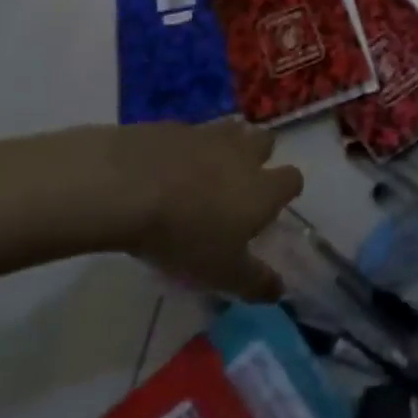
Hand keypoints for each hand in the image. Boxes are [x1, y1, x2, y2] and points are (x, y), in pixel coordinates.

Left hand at [63, 119, 303, 299]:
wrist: (125, 187)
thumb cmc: (184, 235)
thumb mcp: (221, 273)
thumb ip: (254, 281)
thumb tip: (280, 290)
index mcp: (264, 188)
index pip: (292, 180)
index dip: (285, 191)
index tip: (269, 208)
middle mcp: (243, 154)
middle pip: (266, 142)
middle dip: (259, 157)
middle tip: (238, 183)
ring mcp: (207, 134)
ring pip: (230, 130)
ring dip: (225, 146)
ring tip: (204, 171)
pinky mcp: (170, 126)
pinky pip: (188, 134)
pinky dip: (184, 148)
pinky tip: (164, 169)